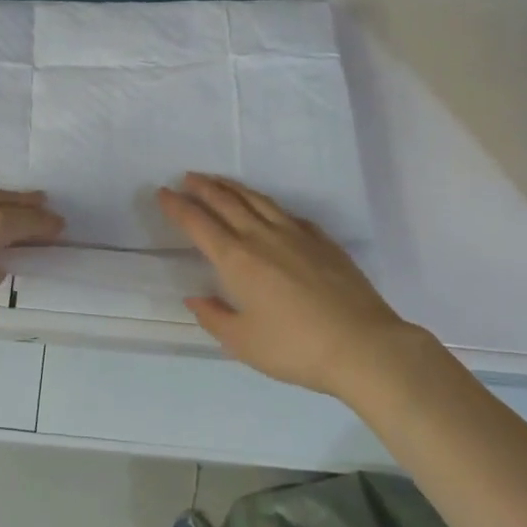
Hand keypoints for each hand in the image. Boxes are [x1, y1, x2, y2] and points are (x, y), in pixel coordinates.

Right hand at [158, 173, 434, 397]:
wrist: (363, 346)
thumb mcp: (243, 343)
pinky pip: (288, 213)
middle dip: (203, 188)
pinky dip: (269, 205)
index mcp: (237, 260)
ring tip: (219, 181)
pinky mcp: (322, 241)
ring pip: (258, 201)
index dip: (178, 207)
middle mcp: (262, 237)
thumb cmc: (295, 348)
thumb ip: (214, 318)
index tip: (163, 192)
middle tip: (187, 177)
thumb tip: (195, 298)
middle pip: (226, 202)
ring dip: (233, 188)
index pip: (199, 224)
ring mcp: (296, 235)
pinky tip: (268, 209)